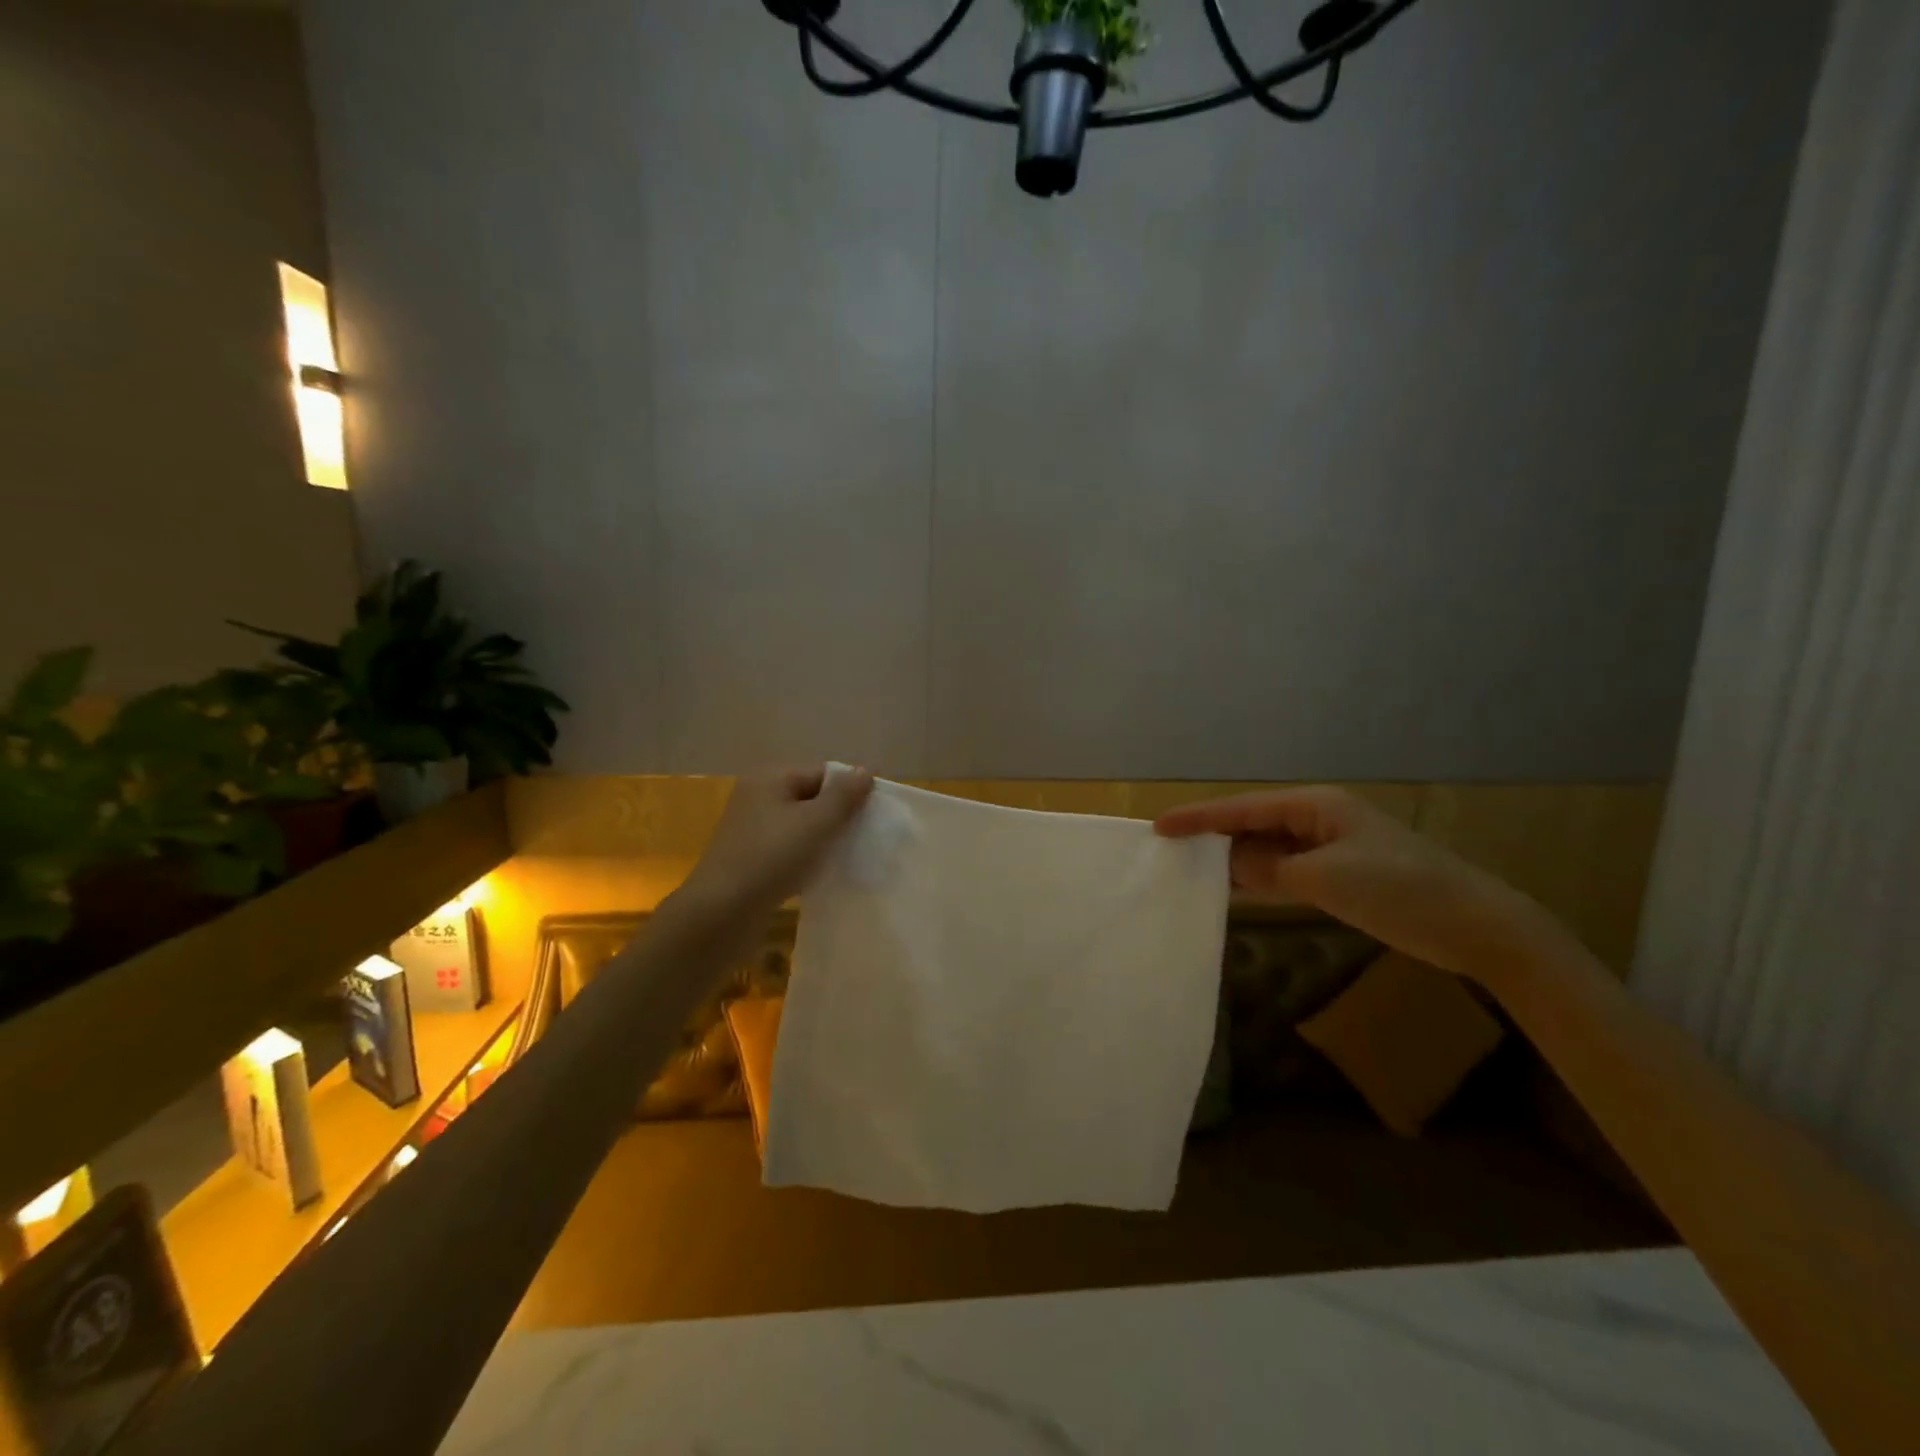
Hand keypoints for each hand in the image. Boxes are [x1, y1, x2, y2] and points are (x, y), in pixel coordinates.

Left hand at [674, 766, 873, 922]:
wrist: (721, 913)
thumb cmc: (771, 858)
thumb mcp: (815, 823)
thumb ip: (843, 796)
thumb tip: (864, 770)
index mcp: (770, 779)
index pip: (822, 773)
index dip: (850, 791)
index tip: (874, 816)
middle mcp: (759, 798)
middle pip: (812, 798)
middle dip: (840, 817)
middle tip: (866, 837)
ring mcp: (753, 831)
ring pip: (802, 827)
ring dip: (825, 841)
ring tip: (850, 857)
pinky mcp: (752, 861)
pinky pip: (790, 851)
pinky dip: (809, 859)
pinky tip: (825, 875)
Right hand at [1155, 786, 1567, 984]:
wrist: (1478, 927)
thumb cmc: (1401, 891)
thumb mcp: (1326, 879)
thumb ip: (1269, 869)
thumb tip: (1229, 864)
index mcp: (1315, 806)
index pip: (1244, 808)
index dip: (1199, 817)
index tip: (1159, 826)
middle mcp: (1319, 819)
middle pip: (1253, 823)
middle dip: (1213, 836)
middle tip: (1168, 851)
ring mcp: (1331, 847)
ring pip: (1268, 848)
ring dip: (1235, 859)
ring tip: (1190, 868)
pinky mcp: (1341, 874)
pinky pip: (1286, 869)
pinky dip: (1260, 877)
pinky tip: (1237, 889)